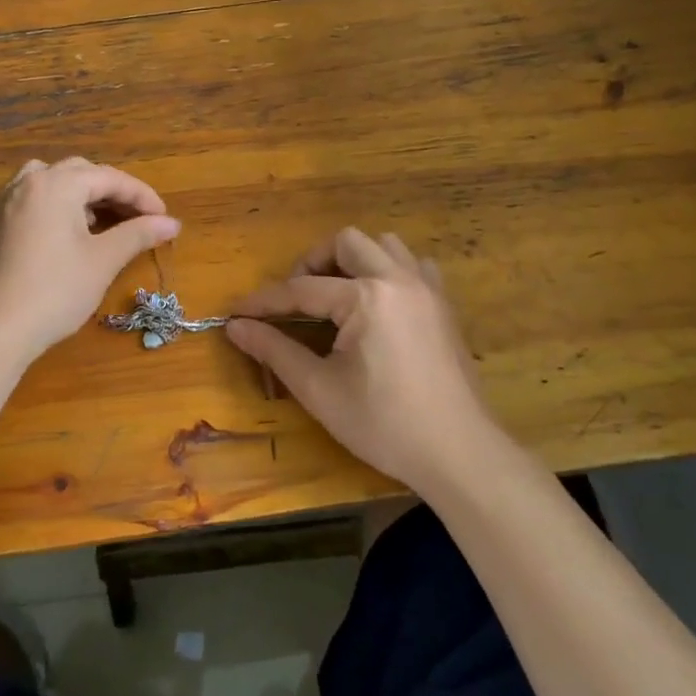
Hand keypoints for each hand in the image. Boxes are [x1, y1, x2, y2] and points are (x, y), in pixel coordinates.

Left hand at [0, 158, 180, 360]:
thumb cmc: (56, 291)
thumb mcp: (103, 260)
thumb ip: (138, 234)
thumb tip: (172, 223)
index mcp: (56, 184)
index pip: (109, 178)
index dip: (141, 196)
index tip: (164, 219)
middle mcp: (29, 183)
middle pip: (80, 173)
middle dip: (113, 191)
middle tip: (138, 218)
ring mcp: (6, 202)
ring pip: (53, 181)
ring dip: (82, 194)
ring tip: (101, 221)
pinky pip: (33, 198)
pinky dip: (58, 205)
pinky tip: (69, 233)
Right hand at [226, 228, 496, 494]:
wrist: (459, 452)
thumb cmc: (384, 425)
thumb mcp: (320, 390)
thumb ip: (275, 351)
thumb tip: (236, 326)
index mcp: (367, 297)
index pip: (302, 289)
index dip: (265, 302)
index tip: (238, 312)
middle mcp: (398, 279)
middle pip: (346, 242)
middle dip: (313, 263)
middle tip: (297, 300)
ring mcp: (427, 288)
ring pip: (384, 245)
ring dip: (354, 261)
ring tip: (336, 296)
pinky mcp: (444, 305)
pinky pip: (413, 265)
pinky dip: (389, 272)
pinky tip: (378, 305)